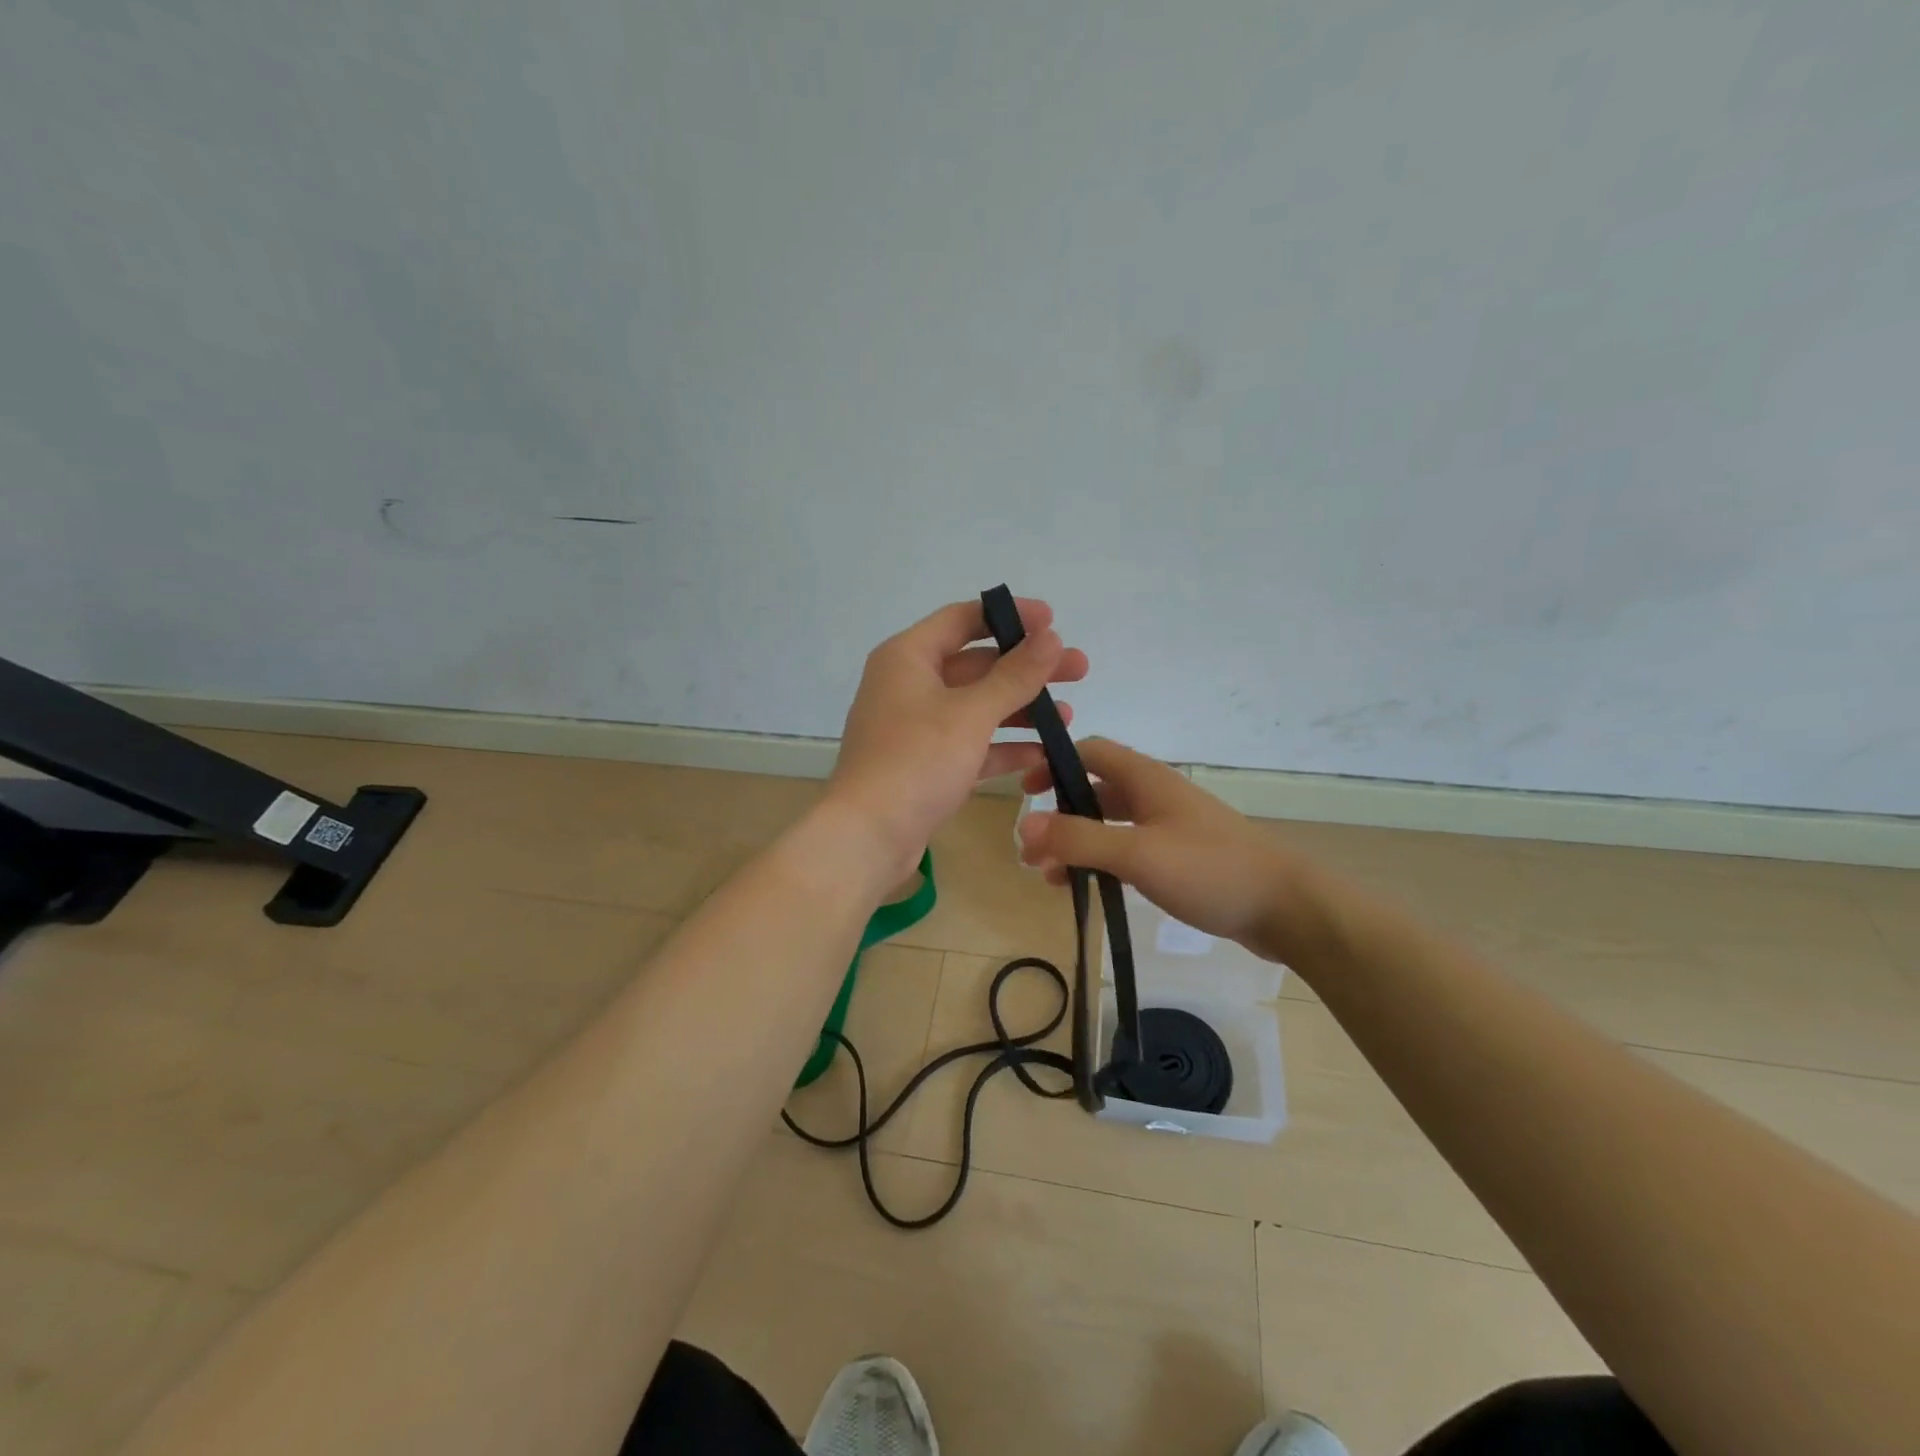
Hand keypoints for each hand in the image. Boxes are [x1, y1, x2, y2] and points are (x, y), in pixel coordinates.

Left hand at [827, 598, 1089, 877]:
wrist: (868, 835)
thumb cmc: (916, 760)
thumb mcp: (971, 713)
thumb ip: (1015, 675)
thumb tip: (1051, 638)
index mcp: (908, 657)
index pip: (963, 619)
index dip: (1010, 616)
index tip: (1054, 622)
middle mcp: (908, 685)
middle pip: (976, 664)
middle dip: (1027, 668)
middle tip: (1078, 670)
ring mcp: (915, 727)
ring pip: (976, 707)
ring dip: (1021, 709)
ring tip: (1069, 715)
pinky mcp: (924, 764)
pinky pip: (970, 744)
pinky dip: (1003, 746)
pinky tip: (1043, 754)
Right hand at [1016, 738, 1321, 964]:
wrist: (1286, 908)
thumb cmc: (1210, 869)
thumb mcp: (1137, 852)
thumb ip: (1079, 838)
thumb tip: (1023, 824)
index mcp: (1146, 779)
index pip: (1090, 752)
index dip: (1054, 764)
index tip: (1025, 792)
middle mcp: (1155, 796)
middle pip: (1094, 791)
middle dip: (1059, 816)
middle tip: (1030, 850)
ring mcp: (1169, 827)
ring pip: (1109, 825)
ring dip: (1077, 844)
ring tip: (1049, 877)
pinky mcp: (1179, 858)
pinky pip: (1127, 851)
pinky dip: (1101, 863)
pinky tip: (1088, 889)